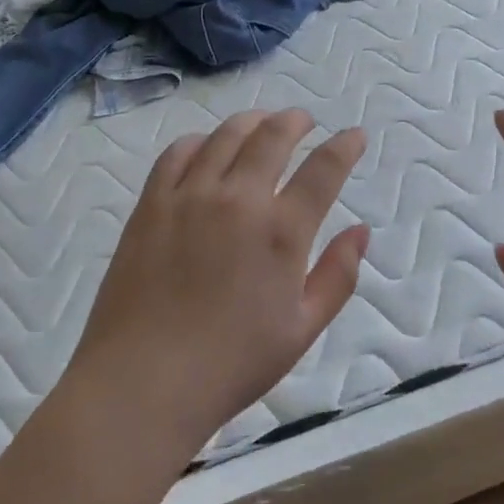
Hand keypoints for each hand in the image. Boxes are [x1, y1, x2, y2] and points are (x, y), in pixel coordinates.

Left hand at [68, 109, 368, 456]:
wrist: (143, 382)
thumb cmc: (231, 365)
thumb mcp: (302, 330)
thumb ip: (338, 276)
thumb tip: (361, 231)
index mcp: (282, 231)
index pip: (324, 169)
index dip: (345, 146)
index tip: (354, 135)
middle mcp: (239, 199)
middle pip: (273, 136)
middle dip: (296, 120)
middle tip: (304, 121)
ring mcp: (190, 196)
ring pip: (226, 135)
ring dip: (252, 121)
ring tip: (261, 123)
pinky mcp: (152, 203)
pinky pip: (178, 152)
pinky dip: (200, 140)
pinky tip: (207, 147)